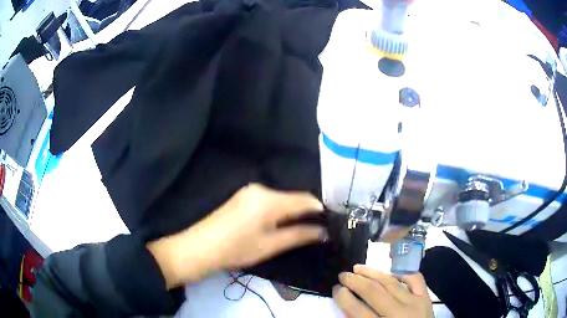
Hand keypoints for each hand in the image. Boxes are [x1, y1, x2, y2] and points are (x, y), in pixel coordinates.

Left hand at [148, 183, 326, 287]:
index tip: (329, 224)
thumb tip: (323, 232)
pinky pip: (269, 201)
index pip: (305, 199)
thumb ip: (300, 235)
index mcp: (270, 199)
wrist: (200, 248)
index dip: (319, 210)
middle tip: (317, 230)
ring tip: (302, 229)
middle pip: (293, 198)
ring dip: (293, 212)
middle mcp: (261, 189)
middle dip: (306, 212)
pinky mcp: (242, 197)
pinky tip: (281, 224)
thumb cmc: (237, 249)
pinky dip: (279, 211)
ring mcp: (250, 191)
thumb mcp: (271, 245)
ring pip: (281, 200)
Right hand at [333, 265, 432, 317]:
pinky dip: (403, 274)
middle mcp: (399, 313)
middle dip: (355, 281)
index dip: (344, 298)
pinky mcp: (426, 298)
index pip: (358, 311)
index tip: (336, 289)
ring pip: (392, 282)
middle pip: (374, 292)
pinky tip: (392, 273)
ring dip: (373, 273)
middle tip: (343, 275)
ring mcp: (415, 303)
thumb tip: (348, 305)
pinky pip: (415, 279)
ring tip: (359, 268)